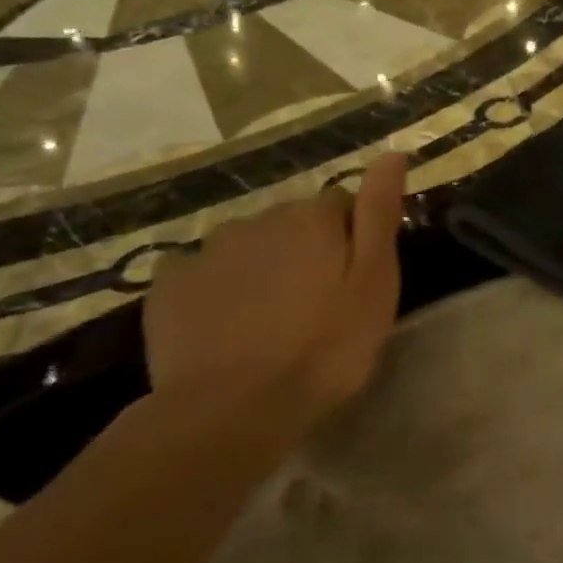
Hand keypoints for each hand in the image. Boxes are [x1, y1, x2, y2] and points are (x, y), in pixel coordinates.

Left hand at [143, 154, 406, 427]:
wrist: (233, 410)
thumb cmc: (326, 348)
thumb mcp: (375, 282)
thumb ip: (380, 213)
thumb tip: (394, 152)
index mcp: (313, 217)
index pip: (342, 204)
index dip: (353, 239)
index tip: (356, 280)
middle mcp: (259, 218)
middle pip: (293, 223)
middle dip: (306, 250)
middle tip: (317, 305)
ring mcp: (208, 250)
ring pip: (248, 245)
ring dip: (263, 267)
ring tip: (269, 320)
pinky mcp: (168, 285)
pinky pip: (201, 272)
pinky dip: (216, 288)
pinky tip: (224, 325)